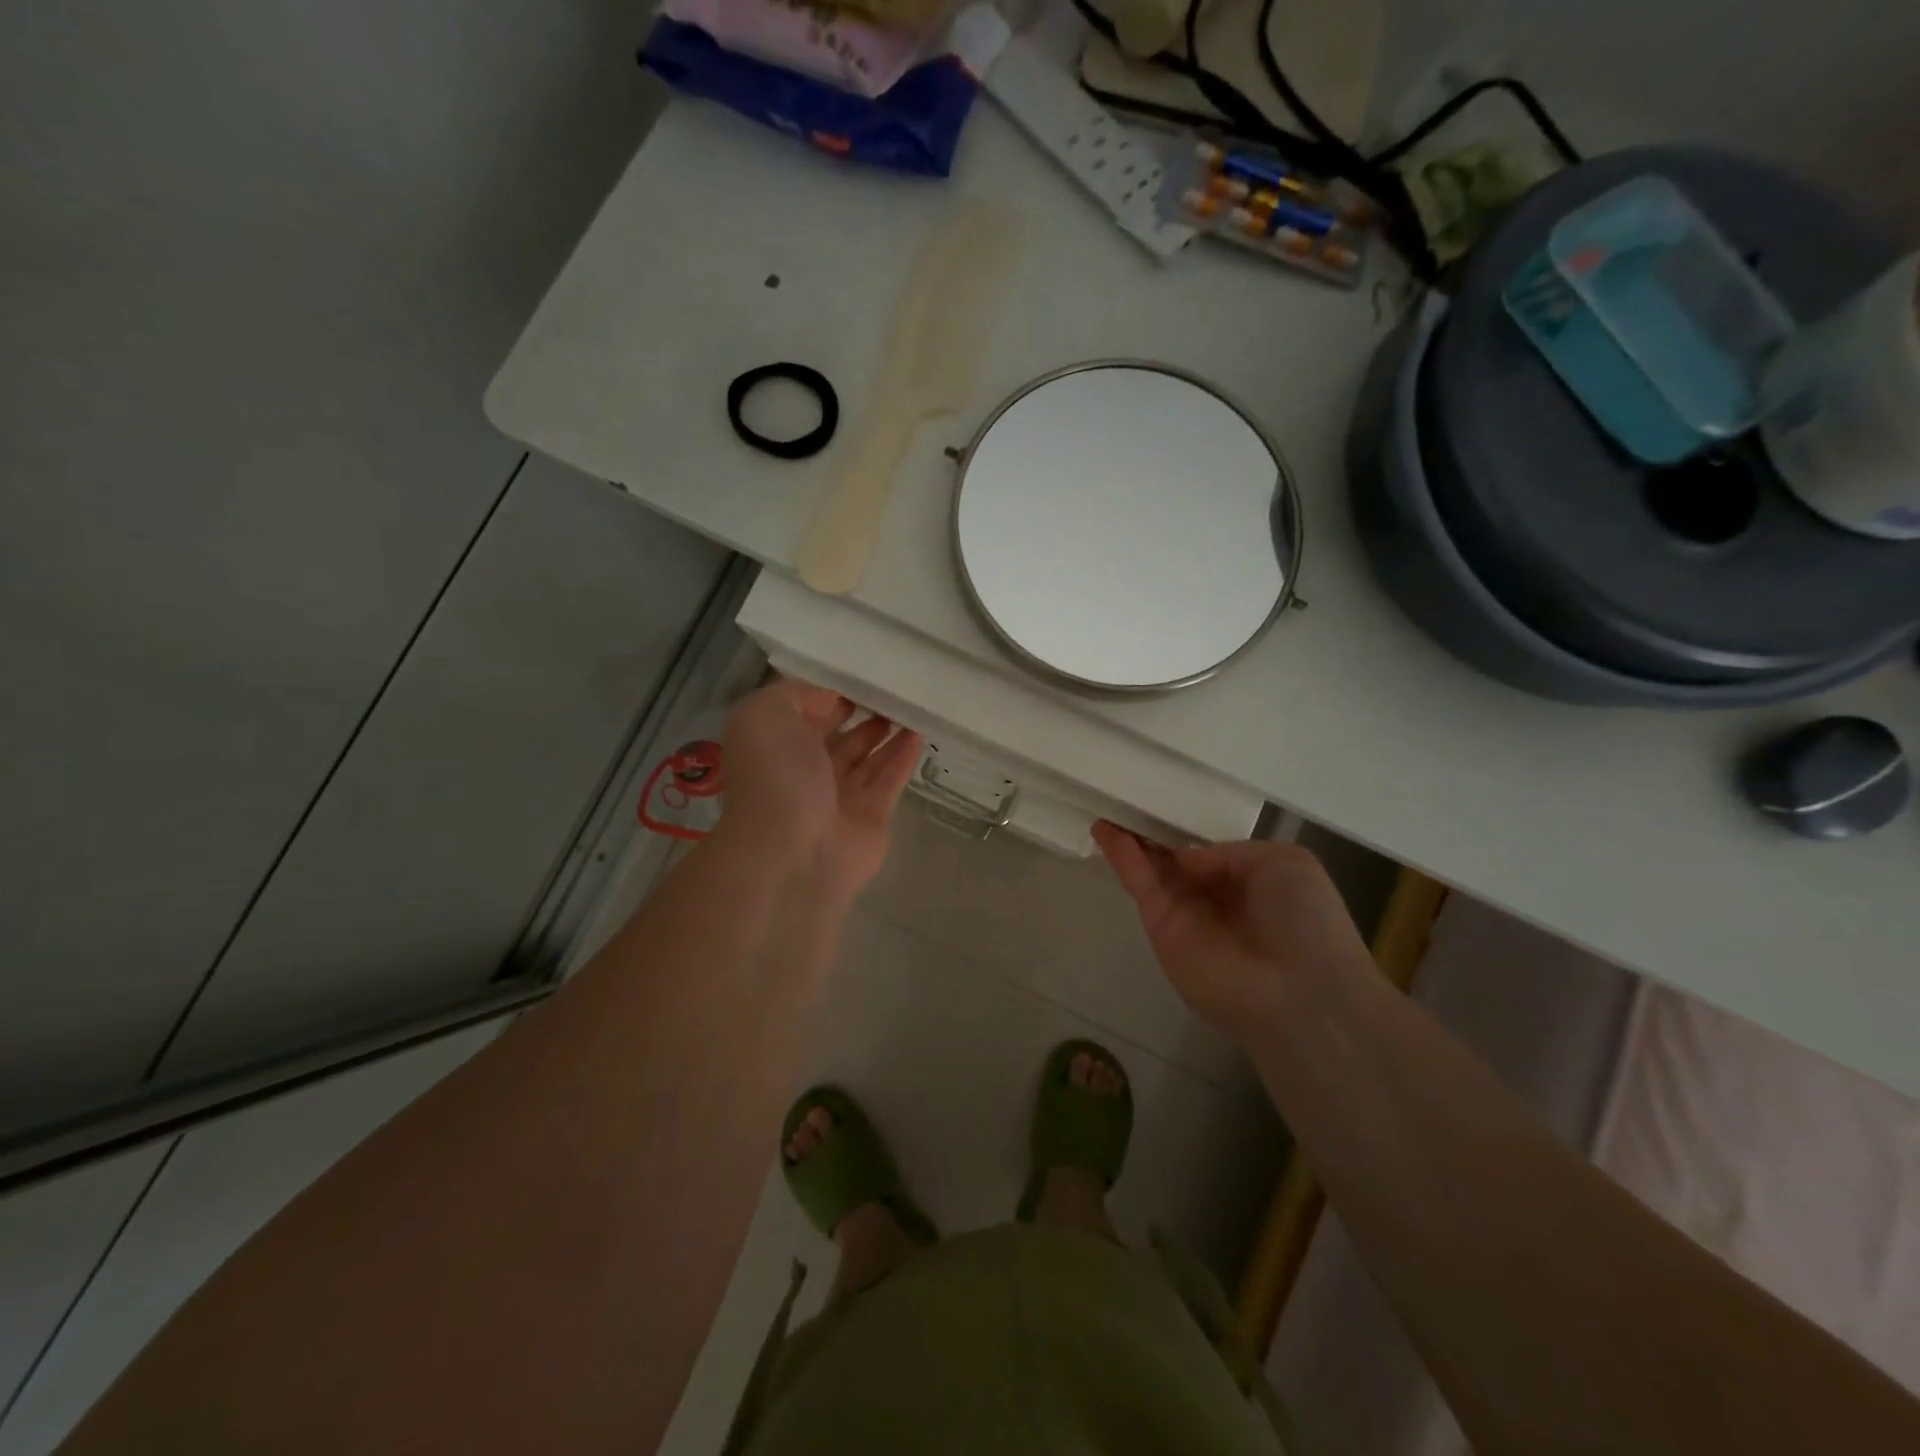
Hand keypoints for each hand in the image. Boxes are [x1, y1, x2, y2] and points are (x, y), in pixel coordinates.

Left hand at [721, 679, 921, 901]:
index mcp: (776, 748)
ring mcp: (839, 798)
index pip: (804, 715)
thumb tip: (832, 698)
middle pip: (838, 737)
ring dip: (887, 734)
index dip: (828, 695)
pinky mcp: (871, 818)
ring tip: (910, 707)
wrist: (793, 851)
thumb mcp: (765, 715)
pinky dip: (903, 758)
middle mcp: (805, 773)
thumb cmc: (776, 777)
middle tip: (891, 691)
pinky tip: (919, 734)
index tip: (858, 676)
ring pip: (867, 759)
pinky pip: (890, 781)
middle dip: (861, 714)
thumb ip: (797, 695)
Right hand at [1092, 824, 1373, 1033]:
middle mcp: (1214, 899)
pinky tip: (1105, 829)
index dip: (1183, 830)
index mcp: (1249, 883)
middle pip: (1173, 860)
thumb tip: (1187, 860)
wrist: (1298, 989)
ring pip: (1151, 870)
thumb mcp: (1285, 863)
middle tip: (1124, 800)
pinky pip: (1140, 884)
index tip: (1160, 802)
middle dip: (1150, 832)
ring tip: (1105, 805)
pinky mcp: (1161, 928)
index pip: (1207, 853)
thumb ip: (1230, 852)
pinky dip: (1122, 856)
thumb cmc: (1305, 920)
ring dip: (1128, 839)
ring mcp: (1185, 915)